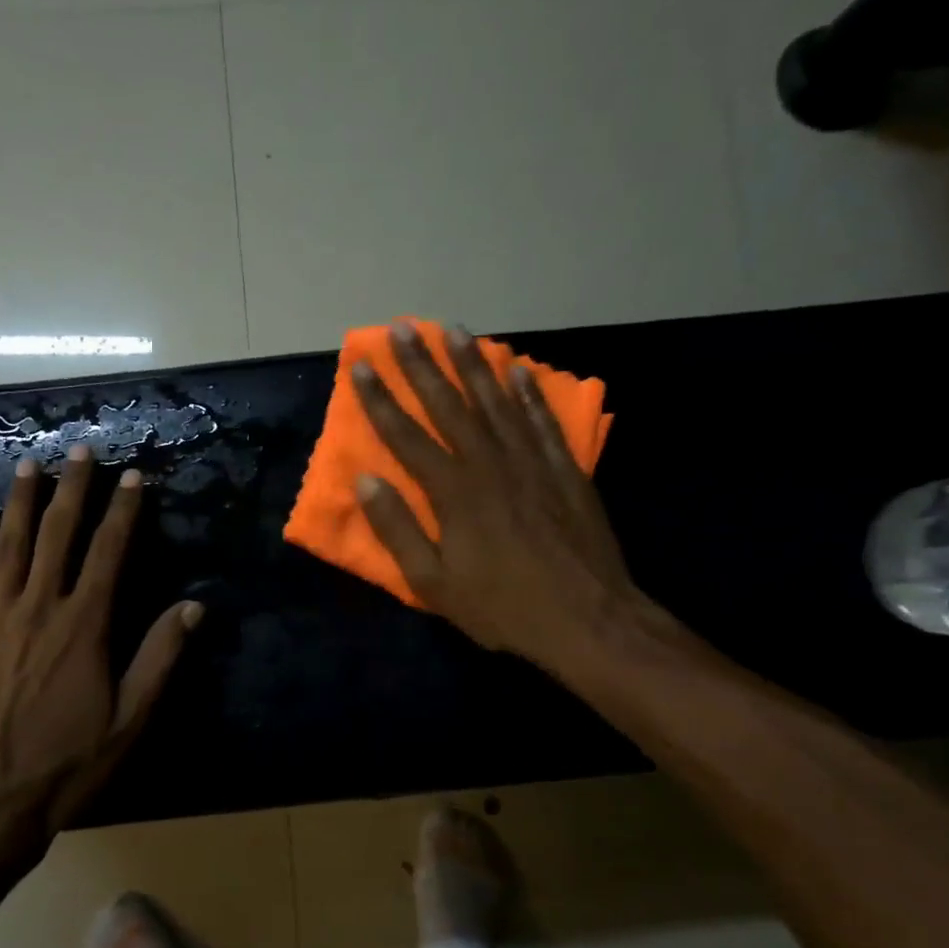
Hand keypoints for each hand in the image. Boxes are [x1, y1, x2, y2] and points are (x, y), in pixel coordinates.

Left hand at [0, 447, 201, 855]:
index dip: (122, 512)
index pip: (107, 553)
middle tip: (79, 450)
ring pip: (10, 547)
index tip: (132, 477)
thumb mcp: (129, 720)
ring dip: (23, 503)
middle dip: (72, 490)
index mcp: (83, 626)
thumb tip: (193, 607)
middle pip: (57, 536)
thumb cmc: (67, 764)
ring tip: (30, 466)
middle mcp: (38, 609)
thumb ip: (159, 658)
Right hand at [351, 322, 651, 679]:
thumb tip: (367, 482)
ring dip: (473, 365)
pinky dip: (528, 394)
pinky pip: (543, 421)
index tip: (361, 366)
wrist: (587, 619)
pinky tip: (518, 371)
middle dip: (423, 365)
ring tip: (455, 331)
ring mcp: (532, 462)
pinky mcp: (565, 470)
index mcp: (453, 492)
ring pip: (496, 402)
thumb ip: (398, 530)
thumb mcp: (433, 583)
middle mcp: (490, 464)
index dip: (380, 400)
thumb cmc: (501, 606)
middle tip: (404, 328)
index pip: (406, 436)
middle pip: (449, 405)